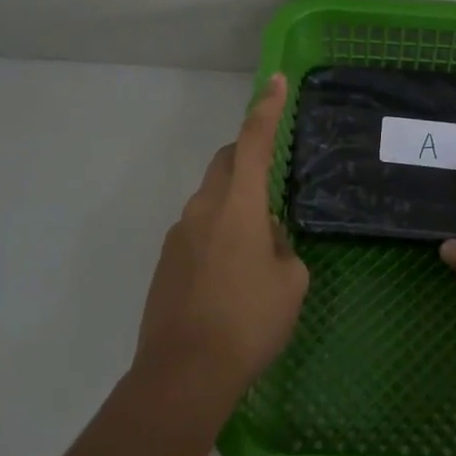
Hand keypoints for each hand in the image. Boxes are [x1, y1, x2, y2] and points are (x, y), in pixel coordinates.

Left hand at [135, 73, 308, 408]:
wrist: (183, 375)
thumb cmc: (249, 322)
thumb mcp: (291, 282)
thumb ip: (282, 247)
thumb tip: (266, 238)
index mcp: (238, 206)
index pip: (253, 142)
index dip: (266, 109)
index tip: (275, 81)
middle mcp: (202, 209)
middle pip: (224, 164)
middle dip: (247, 158)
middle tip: (272, 182)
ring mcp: (178, 235)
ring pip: (210, 201)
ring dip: (234, 207)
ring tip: (257, 253)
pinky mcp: (165, 262)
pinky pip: (197, 231)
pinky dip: (218, 235)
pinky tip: (231, 278)